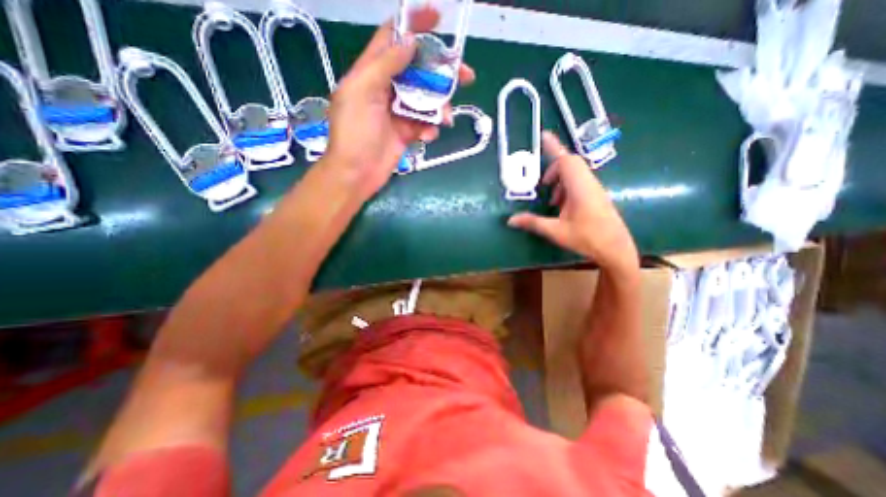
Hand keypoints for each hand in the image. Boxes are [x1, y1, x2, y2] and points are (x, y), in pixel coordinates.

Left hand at [325, 7, 472, 201]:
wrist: (356, 173)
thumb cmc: (354, 133)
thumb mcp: (362, 92)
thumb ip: (385, 65)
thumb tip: (410, 42)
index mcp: (371, 72)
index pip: (393, 39)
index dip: (414, 25)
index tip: (437, 18)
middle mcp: (386, 89)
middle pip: (418, 70)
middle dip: (441, 71)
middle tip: (464, 75)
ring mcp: (397, 112)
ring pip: (426, 99)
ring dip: (440, 106)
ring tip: (447, 117)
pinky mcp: (406, 132)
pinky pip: (424, 124)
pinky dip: (430, 128)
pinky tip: (428, 135)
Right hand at [510, 132, 641, 273]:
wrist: (615, 249)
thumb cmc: (587, 238)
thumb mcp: (556, 231)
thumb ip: (533, 222)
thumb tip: (510, 220)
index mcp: (579, 187)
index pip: (566, 161)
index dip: (554, 148)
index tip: (543, 136)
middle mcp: (588, 183)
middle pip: (570, 163)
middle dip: (554, 168)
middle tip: (542, 183)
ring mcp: (594, 189)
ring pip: (575, 173)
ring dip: (560, 180)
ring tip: (551, 199)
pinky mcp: (595, 196)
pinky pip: (579, 182)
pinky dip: (566, 187)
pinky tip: (561, 205)